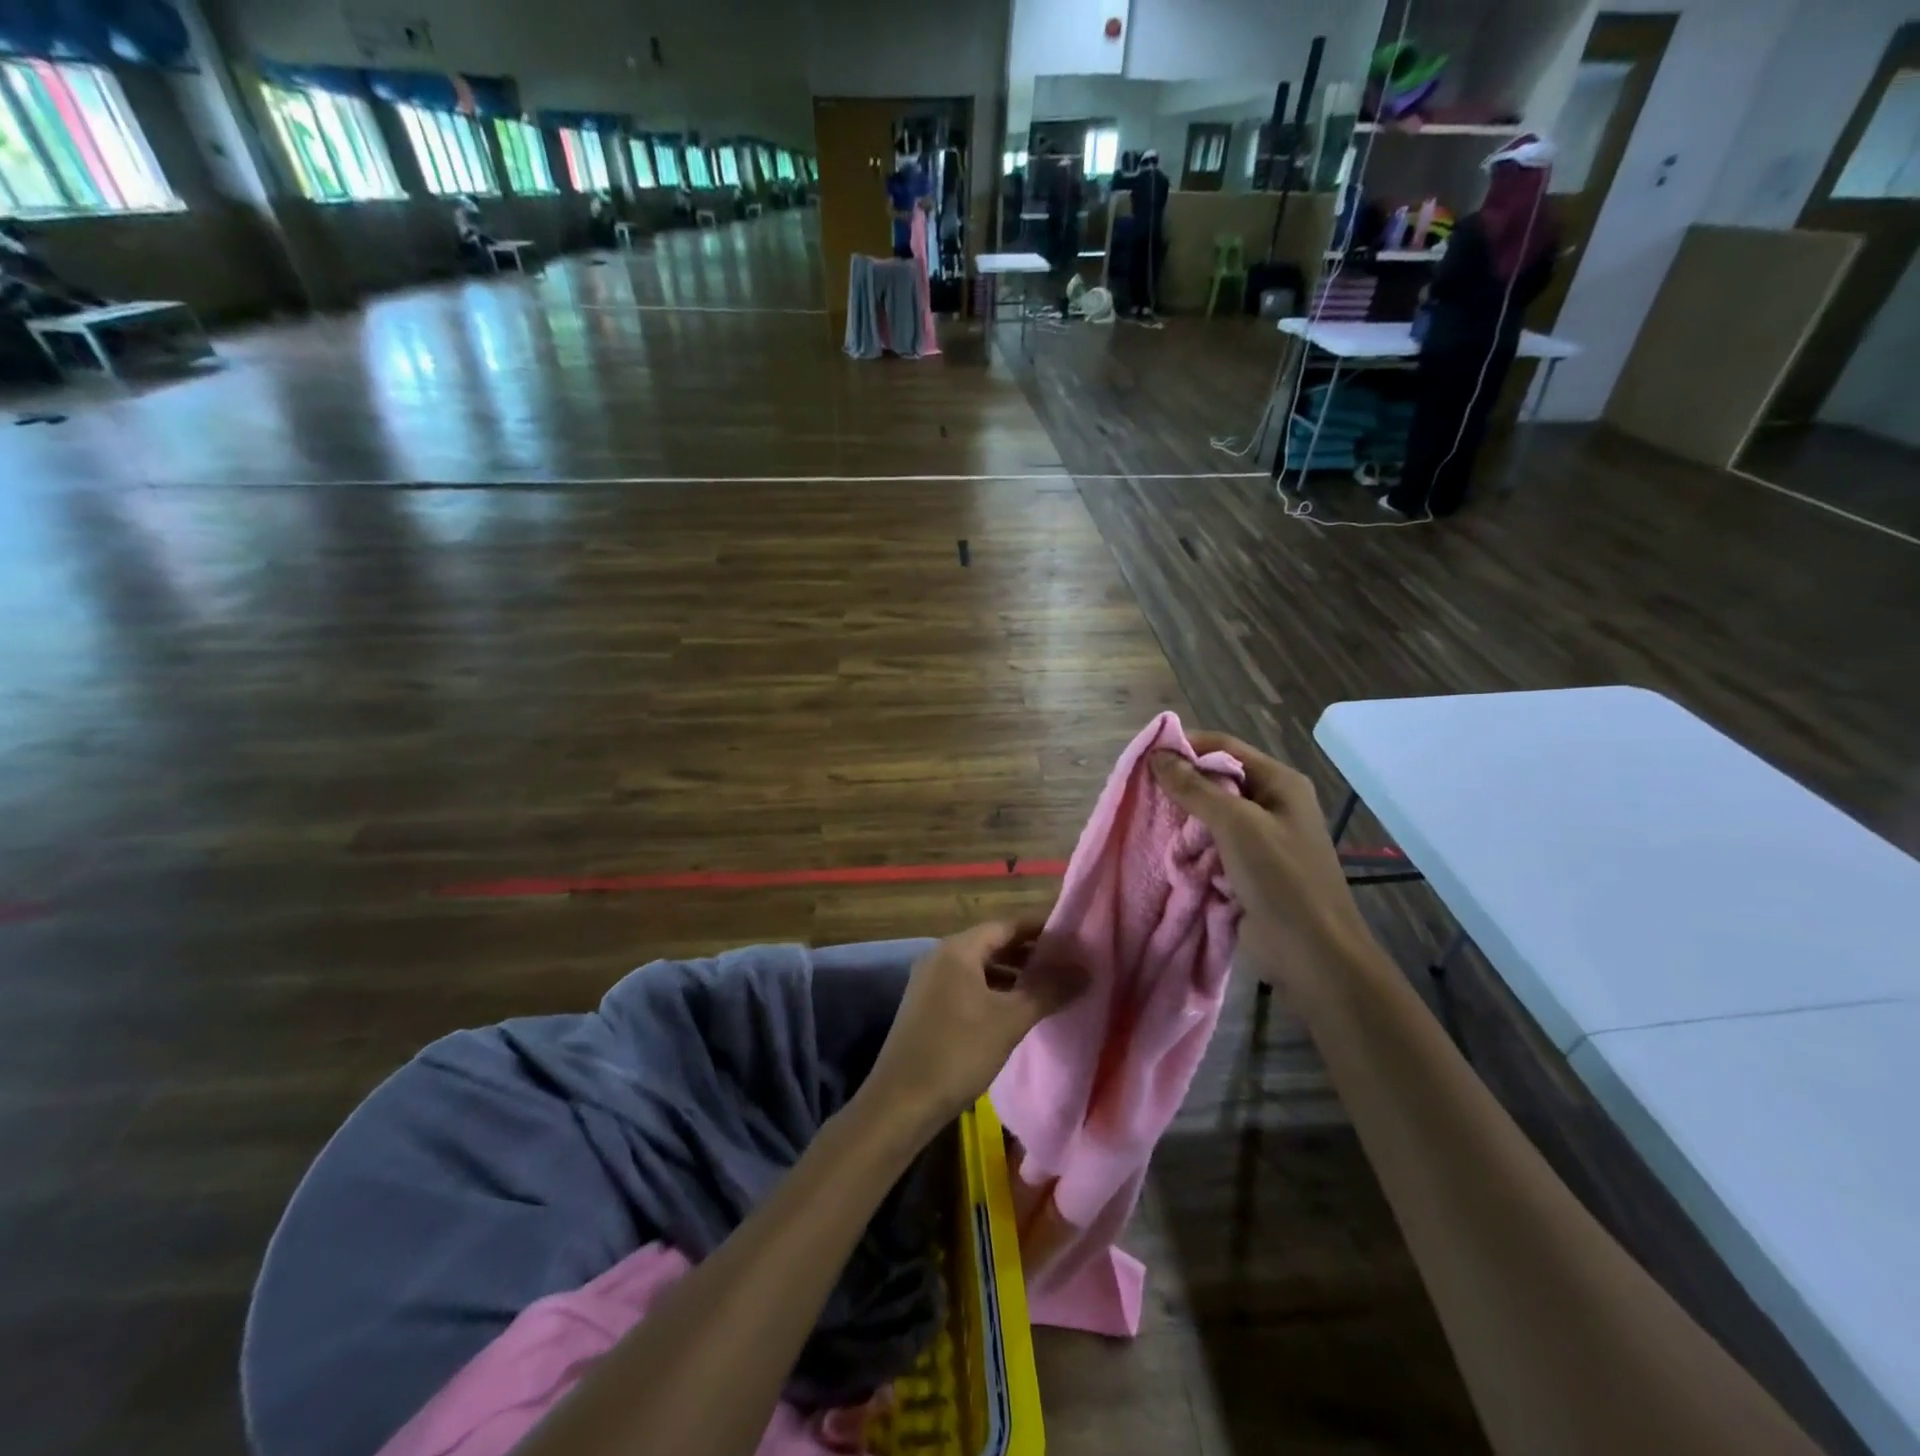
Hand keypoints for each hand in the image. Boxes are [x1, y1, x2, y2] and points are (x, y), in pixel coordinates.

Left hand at [864, 921, 1084, 1130]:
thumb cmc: (957, 1052)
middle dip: (1029, 953)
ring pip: (980, 968)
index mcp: (957, 949)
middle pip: (992, 944)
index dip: (1041, 929)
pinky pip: (967, 987)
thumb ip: (1049, 990)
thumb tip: (1086, 968)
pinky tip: (1015, 1012)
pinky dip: (993, 992)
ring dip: (1012, 975)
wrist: (900, 1103)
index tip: (1073, 938)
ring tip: (1049, 989)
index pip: (1007, 925)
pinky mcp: (927, 1008)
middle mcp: (940, 957)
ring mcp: (930, 983)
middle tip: (1067, 964)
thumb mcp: (1010, 1020)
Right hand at [1150, 733, 1374, 989]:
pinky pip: (1211, 845)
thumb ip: (1195, 788)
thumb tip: (1157, 755)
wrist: (1312, 953)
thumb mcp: (1236, 824)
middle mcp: (1271, 804)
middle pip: (1216, 779)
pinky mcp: (1247, 868)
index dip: (1186, 746)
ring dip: (1182, 819)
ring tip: (1148, 821)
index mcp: (1279, 782)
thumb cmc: (1280, 878)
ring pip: (1210, 815)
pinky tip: (1167, 851)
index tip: (1144, 757)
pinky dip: (1190, 847)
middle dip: (1180, 785)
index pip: (1224, 747)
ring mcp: (1260, 838)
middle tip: (1141, 792)